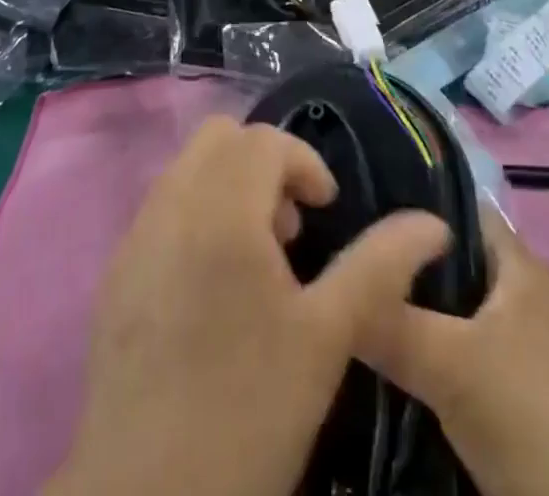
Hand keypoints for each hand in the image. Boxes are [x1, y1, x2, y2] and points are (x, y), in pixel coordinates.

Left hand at [47, 117, 449, 495]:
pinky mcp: (115, 273)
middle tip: (290, 228)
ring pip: (187, 168)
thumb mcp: (326, 339)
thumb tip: (432, 223)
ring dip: (229, 187)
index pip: (263, 139)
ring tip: (257, 260)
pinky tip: (213, 288)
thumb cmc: (246, 411)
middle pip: (219, 138)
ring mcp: (134, 237)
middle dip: (263, 164)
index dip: (304, 163)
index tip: (325, 211)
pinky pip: (161, 208)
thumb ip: (379, 266)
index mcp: (221, 209)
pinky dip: (196, 215)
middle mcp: (170, 205)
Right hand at [358, 209, 548, 495]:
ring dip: (407, 315)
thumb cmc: (531, 416)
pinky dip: (423, 356)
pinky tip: (381, 364)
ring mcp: (520, 349)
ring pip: (449, 314)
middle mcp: (519, 294)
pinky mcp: (512, 398)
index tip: (353, 206)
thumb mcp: (450, 364)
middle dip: (398, 265)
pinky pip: (455, 356)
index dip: (408, 201)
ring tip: (348, 308)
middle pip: (447, 262)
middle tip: (339, 264)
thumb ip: (388, 320)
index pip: (455, 206)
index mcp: (516, 263)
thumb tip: (327, 287)